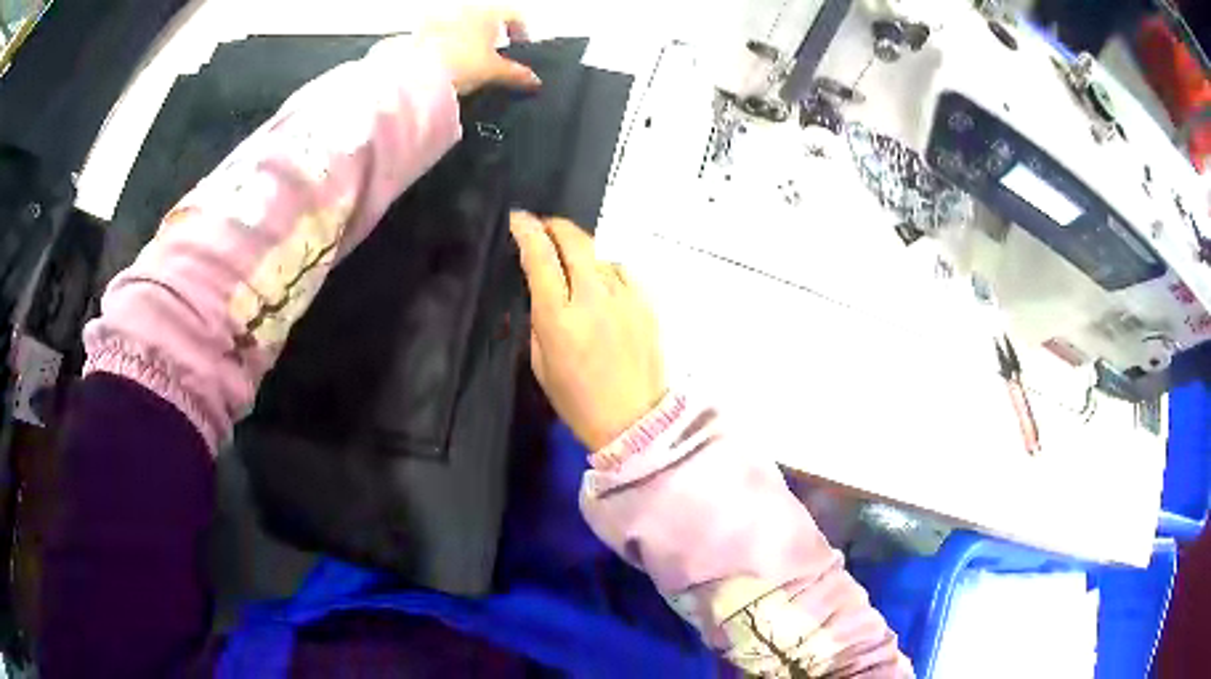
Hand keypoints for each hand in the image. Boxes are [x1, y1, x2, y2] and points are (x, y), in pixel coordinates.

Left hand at [419, 7, 540, 95]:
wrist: (418, 76)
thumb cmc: (457, 65)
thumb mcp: (495, 72)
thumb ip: (517, 75)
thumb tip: (532, 80)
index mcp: (488, 11)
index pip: (515, 16)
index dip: (521, 32)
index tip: (519, 45)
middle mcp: (465, 9)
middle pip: (486, 19)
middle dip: (491, 35)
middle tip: (493, 55)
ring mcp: (440, 18)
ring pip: (462, 25)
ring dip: (467, 39)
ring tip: (467, 61)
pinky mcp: (419, 33)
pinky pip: (438, 35)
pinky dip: (444, 46)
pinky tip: (445, 64)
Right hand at [510, 212, 666, 451]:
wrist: (633, 419)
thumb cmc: (578, 400)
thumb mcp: (540, 363)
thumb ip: (539, 319)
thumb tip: (543, 289)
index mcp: (559, 318)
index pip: (541, 259)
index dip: (527, 232)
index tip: (519, 219)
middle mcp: (593, 299)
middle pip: (575, 241)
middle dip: (555, 226)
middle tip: (544, 226)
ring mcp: (625, 297)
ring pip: (601, 252)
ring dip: (581, 246)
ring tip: (570, 254)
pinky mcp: (646, 302)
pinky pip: (622, 269)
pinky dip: (606, 265)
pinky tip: (600, 276)